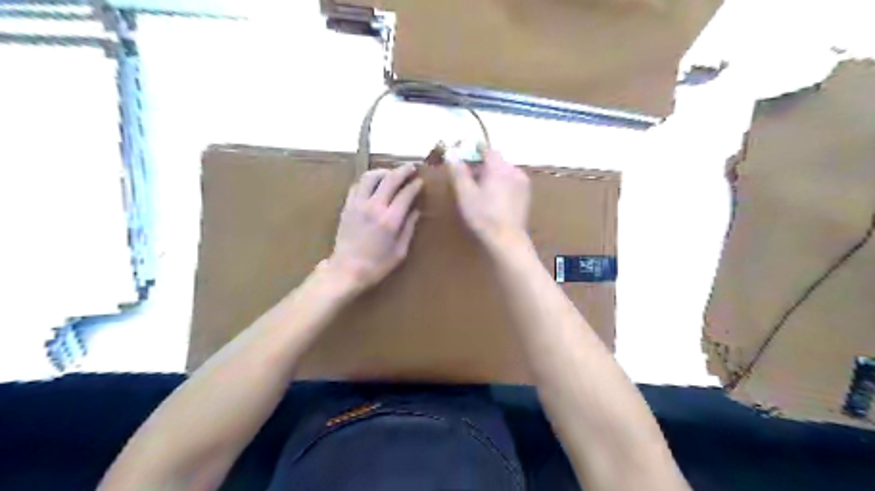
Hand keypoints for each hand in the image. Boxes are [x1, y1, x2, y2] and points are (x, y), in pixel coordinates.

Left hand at [327, 163, 424, 290]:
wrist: (346, 270)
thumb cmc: (377, 265)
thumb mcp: (400, 251)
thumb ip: (409, 229)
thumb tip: (416, 211)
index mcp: (391, 220)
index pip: (406, 194)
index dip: (415, 185)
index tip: (420, 182)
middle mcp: (374, 207)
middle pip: (390, 179)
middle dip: (403, 171)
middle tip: (411, 168)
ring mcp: (358, 204)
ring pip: (371, 176)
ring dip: (383, 171)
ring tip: (391, 174)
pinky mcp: (347, 206)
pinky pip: (357, 185)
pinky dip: (368, 180)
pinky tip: (374, 184)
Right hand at [447, 148, 529, 248]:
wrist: (507, 240)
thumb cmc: (483, 216)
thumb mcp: (465, 194)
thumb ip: (458, 172)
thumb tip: (452, 152)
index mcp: (499, 167)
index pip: (486, 149)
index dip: (473, 152)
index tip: (463, 161)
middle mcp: (514, 170)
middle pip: (496, 161)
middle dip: (482, 166)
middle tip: (468, 180)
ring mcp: (523, 183)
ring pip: (504, 171)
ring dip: (492, 176)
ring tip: (480, 192)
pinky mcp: (526, 195)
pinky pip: (511, 182)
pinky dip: (502, 185)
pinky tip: (494, 200)